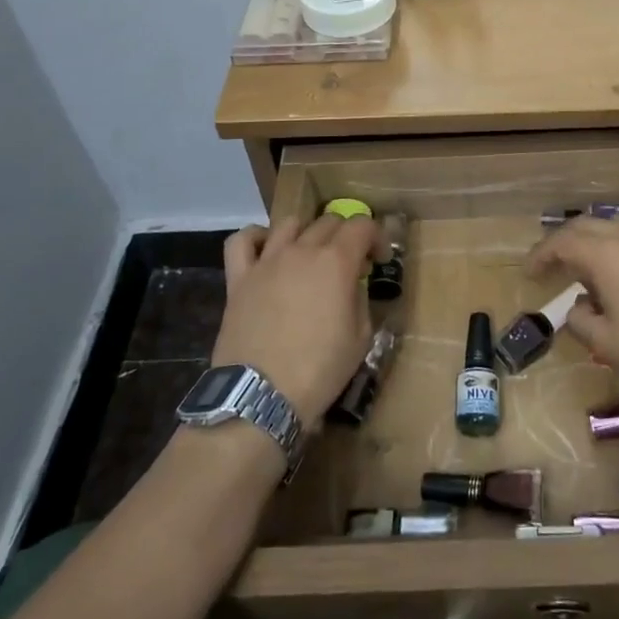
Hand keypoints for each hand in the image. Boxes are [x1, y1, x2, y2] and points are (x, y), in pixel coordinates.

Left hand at [213, 217, 373, 423]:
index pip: (363, 225)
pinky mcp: (239, 278)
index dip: (376, 237)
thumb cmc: (319, 370)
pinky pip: (241, 241)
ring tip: (309, 256)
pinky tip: (266, 251)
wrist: (262, 397)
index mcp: (336, 262)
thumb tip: (354, 284)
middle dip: (345, 236)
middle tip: (349, 265)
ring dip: (307, 233)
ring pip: (289, 223)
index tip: (379, 260)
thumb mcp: (360, 338)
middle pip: (328, 221)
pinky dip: (256, 237)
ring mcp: (267, 261)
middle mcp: (302, 250)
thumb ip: (360, 299)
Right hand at [527, 216, 618, 397]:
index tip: (528, 273)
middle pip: (584, 225)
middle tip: (549, 264)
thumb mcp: (607, 343)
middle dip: (562, 241)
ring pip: (612, 224)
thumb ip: (580, 320)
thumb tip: (577, 306)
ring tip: (583, 262)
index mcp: (605, 254)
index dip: (540, 255)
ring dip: (590, 238)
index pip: (561, 242)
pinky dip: (616, 243)